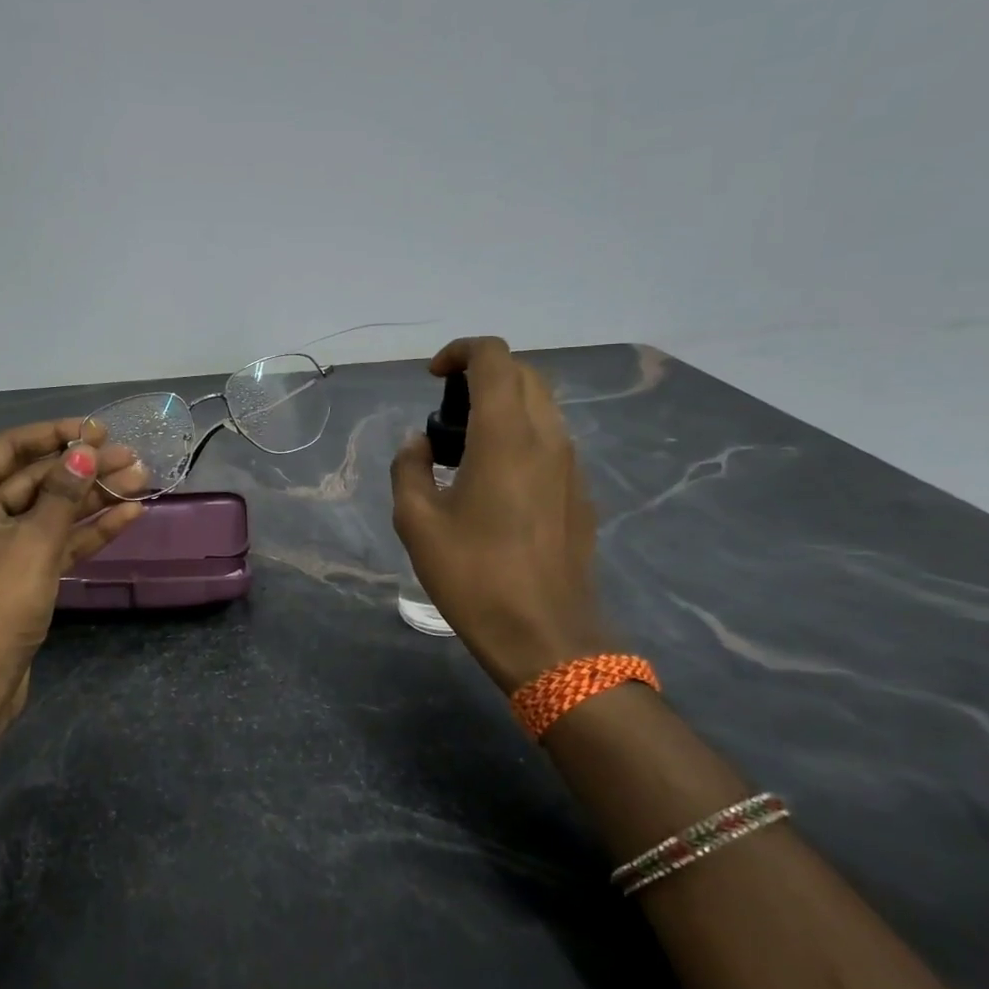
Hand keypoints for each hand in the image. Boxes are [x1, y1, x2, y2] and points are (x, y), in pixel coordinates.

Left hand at [0, 417, 146, 721]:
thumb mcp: (33, 542)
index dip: (56, 435)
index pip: (11, 448)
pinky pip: (57, 541)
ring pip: (52, 511)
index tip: (97, 429)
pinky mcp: (22, 573)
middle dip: (84, 468)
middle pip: (37, 479)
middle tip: (132, 456)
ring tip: (142, 478)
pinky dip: (89, 530)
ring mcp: (0, 545)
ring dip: (94, 497)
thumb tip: (86, 450)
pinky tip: (129, 514)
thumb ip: (63, 493)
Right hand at [390, 337, 607, 692]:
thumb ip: (409, 468)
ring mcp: (570, 464)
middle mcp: (547, 437)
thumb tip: (418, 444)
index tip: (431, 378)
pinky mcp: (579, 491)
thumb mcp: (416, 522)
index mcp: (505, 436)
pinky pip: (550, 439)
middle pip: (523, 374)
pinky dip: (520, 434)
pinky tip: (492, 479)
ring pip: (542, 405)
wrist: (545, 636)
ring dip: (502, 405)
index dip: (460, 352)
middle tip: (444, 412)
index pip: (493, 358)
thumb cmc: (473, 576)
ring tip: (463, 446)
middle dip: (481, 375)